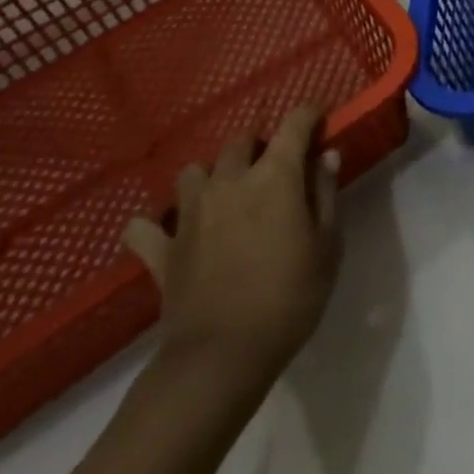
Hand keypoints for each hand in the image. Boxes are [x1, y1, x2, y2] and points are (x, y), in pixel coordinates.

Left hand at [123, 106, 342, 385]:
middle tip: (277, 169)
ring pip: (195, 171)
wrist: (222, 358)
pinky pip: (146, 227)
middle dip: (262, 145)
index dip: (309, 115)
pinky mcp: (163, 249)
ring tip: (227, 195)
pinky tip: (168, 232)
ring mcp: (190, 213)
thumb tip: (326, 155)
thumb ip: (325, 194)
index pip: (294, 124)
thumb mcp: (327, 245)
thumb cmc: (289, 297)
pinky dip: (155, 224)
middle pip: (242, 141)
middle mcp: (229, 181)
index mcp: (274, 176)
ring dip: (213, 175)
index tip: (320, 120)